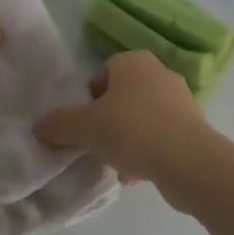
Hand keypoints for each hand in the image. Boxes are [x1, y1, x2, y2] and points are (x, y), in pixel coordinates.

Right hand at [35, 50, 216, 199]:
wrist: (188, 161)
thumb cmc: (132, 129)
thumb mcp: (85, 127)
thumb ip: (59, 125)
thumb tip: (40, 126)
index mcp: (132, 61)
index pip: (102, 73)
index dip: (88, 98)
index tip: (83, 123)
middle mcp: (158, 72)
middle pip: (122, 95)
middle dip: (108, 119)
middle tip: (96, 142)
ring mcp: (180, 99)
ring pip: (142, 117)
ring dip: (128, 138)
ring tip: (115, 163)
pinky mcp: (194, 126)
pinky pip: (161, 135)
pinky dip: (148, 151)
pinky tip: (136, 174)